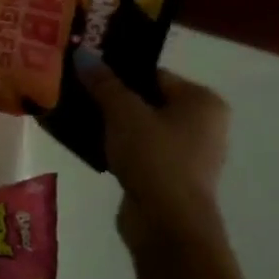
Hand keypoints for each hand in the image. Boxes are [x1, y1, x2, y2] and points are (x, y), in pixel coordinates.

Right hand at [76, 54, 230, 254]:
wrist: (167, 224)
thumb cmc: (154, 157)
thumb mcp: (123, 112)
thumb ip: (103, 82)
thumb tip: (83, 54)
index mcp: (202, 101)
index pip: (154, 74)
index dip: (118, 70)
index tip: (85, 70)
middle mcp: (202, 124)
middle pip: (147, 100)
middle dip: (112, 97)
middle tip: (76, 90)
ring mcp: (188, 154)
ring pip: (140, 127)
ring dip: (111, 124)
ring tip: (76, 115)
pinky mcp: (170, 178)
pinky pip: (139, 151)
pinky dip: (117, 147)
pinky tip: (89, 144)